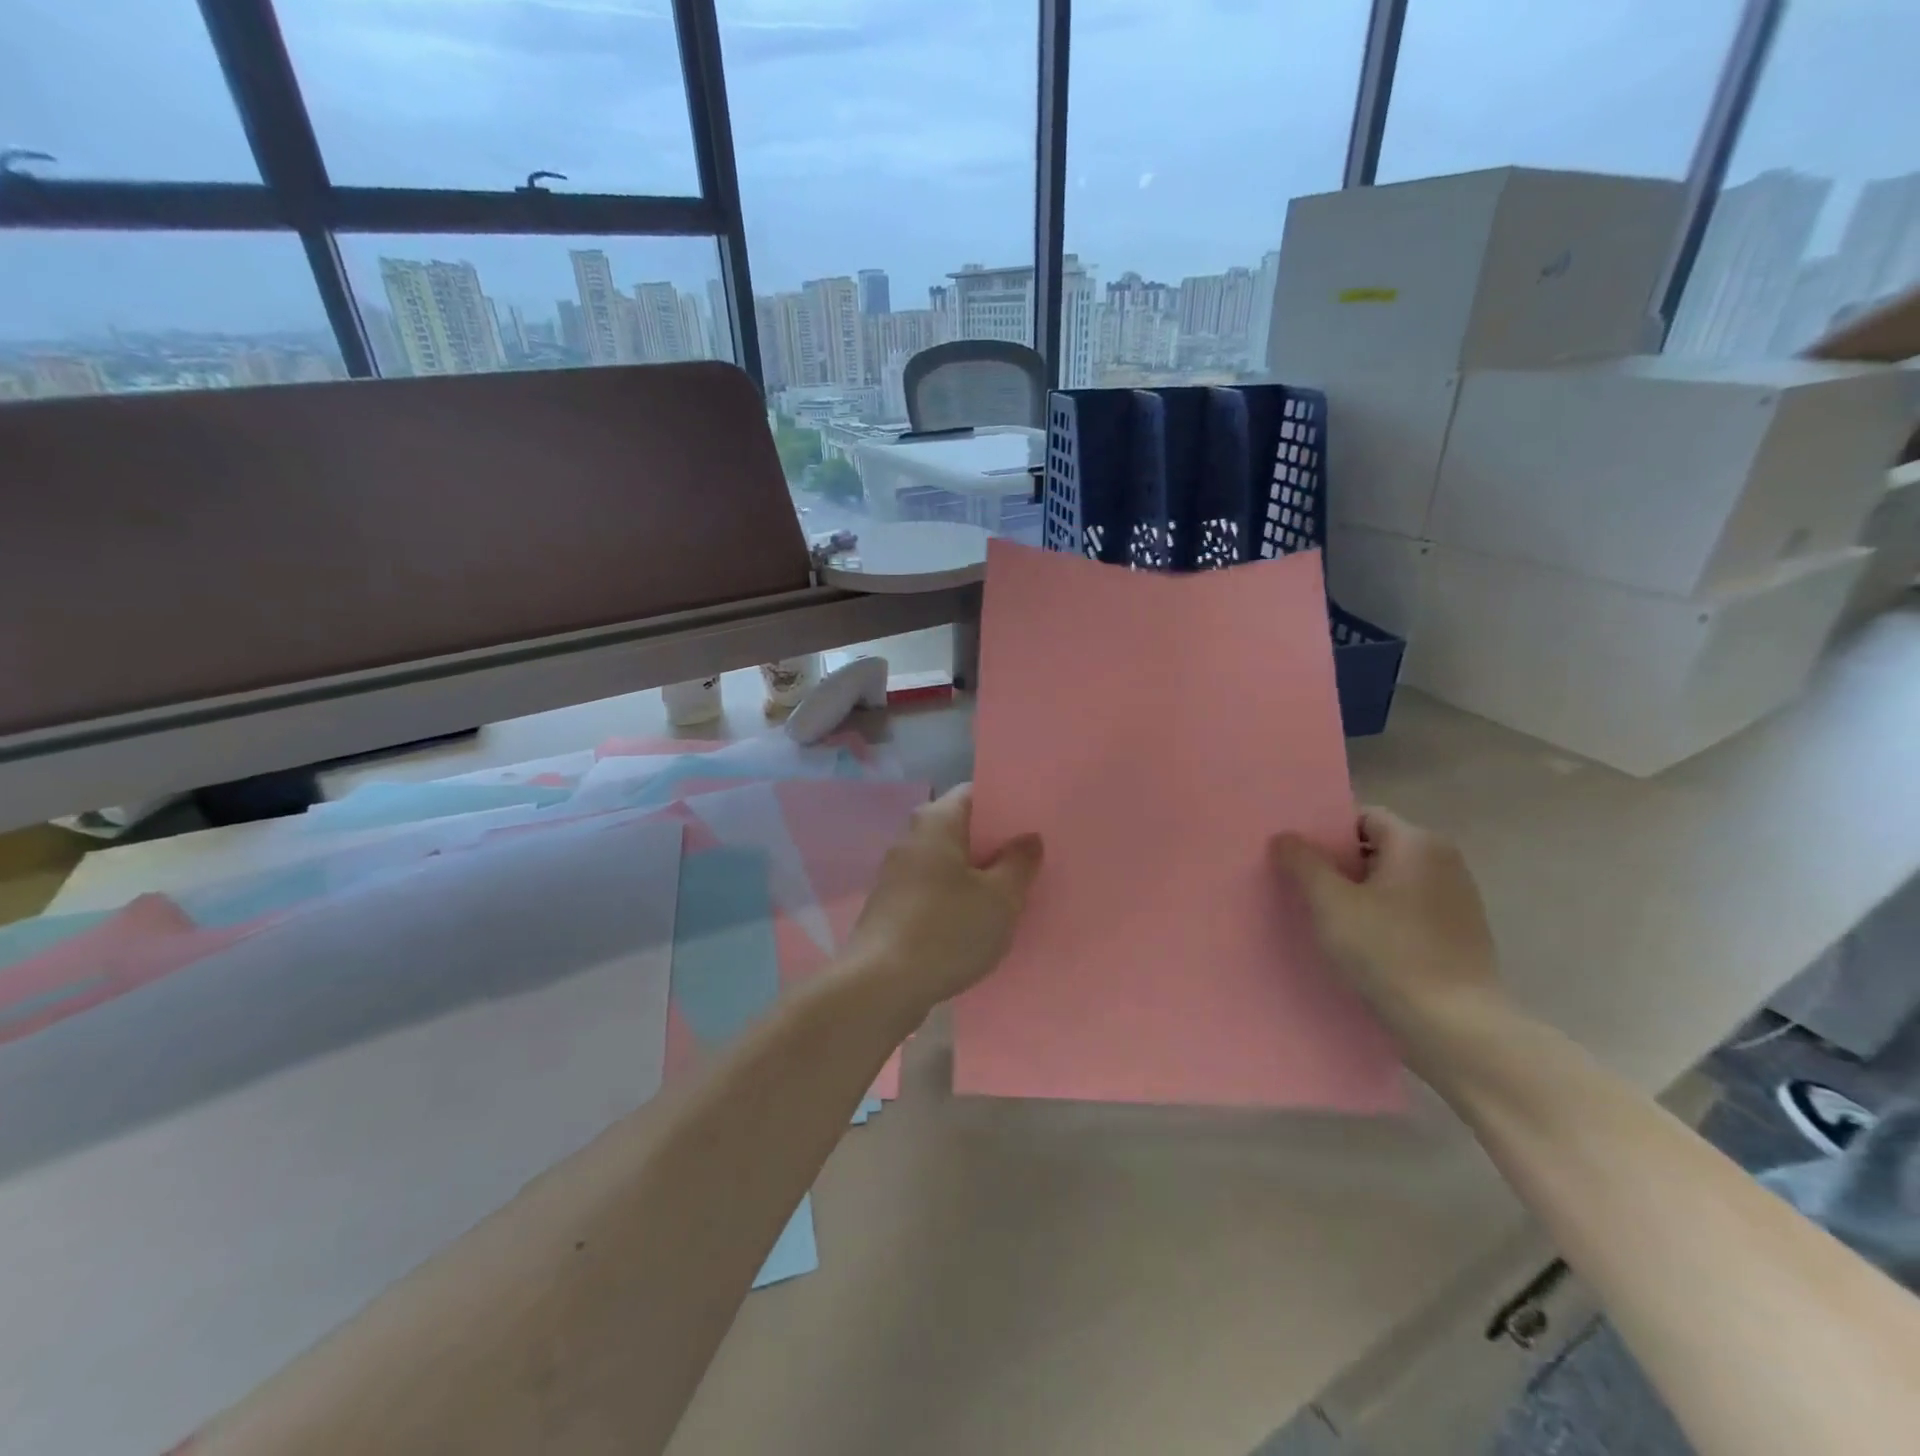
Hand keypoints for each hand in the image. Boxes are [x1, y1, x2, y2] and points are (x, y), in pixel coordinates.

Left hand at [842, 784, 1042, 1015]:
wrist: (881, 986)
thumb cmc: (946, 931)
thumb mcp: (999, 898)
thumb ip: (1019, 863)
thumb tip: (1028, 838)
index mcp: (936, 821)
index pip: (975, 793)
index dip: (1007, 804)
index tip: (1035, 821)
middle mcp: (912, 838)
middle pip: (962, 829)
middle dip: (995, 843)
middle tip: (1033, 860)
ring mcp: (898, 874)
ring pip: (948, 863)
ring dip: (978, 875)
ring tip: (1014, 893)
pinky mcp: (892, 907)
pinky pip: (935, 891)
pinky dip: (958, 900)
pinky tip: (980, 923)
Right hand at [1270, 808, 1500, 1034]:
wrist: (1456, 1028)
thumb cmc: (1389, 953)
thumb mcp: (1331, 903)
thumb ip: (1303, 862)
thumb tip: (1284, 837)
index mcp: (1418, 843)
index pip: (1362, 818)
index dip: (1325, 832)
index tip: (1295, 855)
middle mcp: (1444, 862)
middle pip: (1376, 848)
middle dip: (1338, 864)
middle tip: (1299, 885)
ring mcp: (1457, 900)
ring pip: (1390, 882)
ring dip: (1357, 893)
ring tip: (1323, 917)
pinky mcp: (1459, 935)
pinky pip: (1407, 911)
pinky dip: (1381, 918)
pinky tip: (1358, 944)